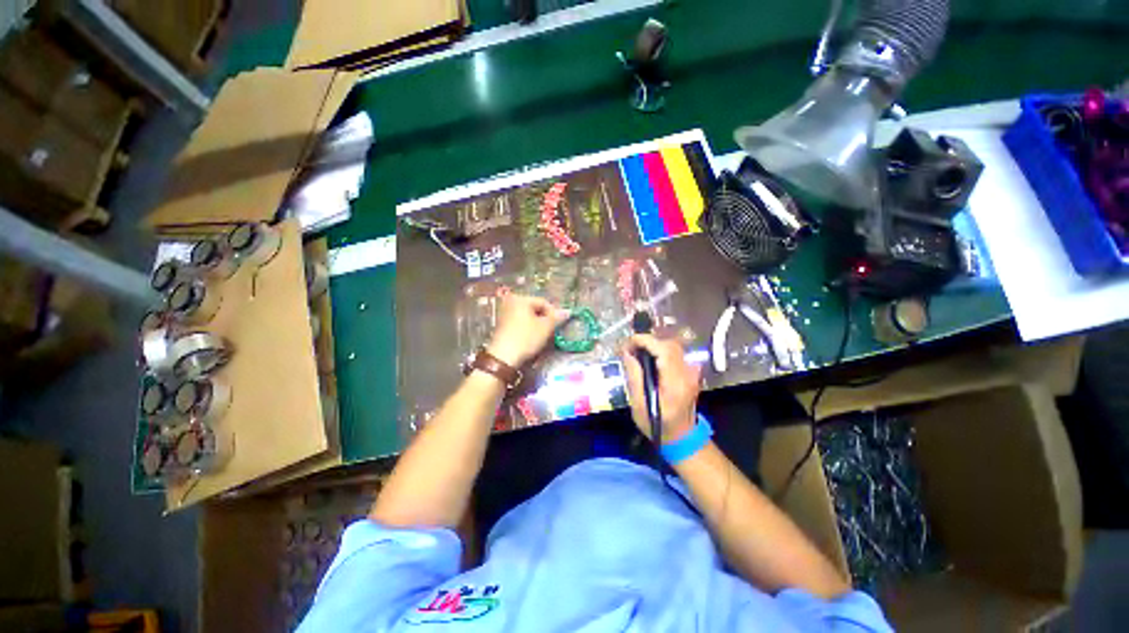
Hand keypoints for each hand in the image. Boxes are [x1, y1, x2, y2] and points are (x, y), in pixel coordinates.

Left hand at [486, 295, 569, 366]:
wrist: (503, 358)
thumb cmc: (525, 338)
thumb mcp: (545, 327)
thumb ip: (557, 317)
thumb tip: (568, 311)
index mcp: (520, 299)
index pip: (543, 302)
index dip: (554, 313)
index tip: (559, 325)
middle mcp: (510, 302)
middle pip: (534, 308)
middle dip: (545, 319)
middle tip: (552, 331)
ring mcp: (504, 314)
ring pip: (527, 317)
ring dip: (537, 325)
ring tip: (543, 336)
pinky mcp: (501, 326)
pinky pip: (519, 323)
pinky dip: (527, 329)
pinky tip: (531, 339)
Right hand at [621, 334, 701, 443]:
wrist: (682, 437)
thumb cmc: (657, 425)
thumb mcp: (639, 405)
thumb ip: (634, 377)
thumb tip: (627, 353)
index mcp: (674, 383)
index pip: (664, 350)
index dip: (645, 341)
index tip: (628, 342)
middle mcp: (687, 374)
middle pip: (670, 344)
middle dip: (648, 341)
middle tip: (630, 348)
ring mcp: (692, 372)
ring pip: (673, 346)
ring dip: (654, 345)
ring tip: (637, 352)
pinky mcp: (691, 372)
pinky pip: (676, 353)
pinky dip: (661, 350)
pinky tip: (650, 358)